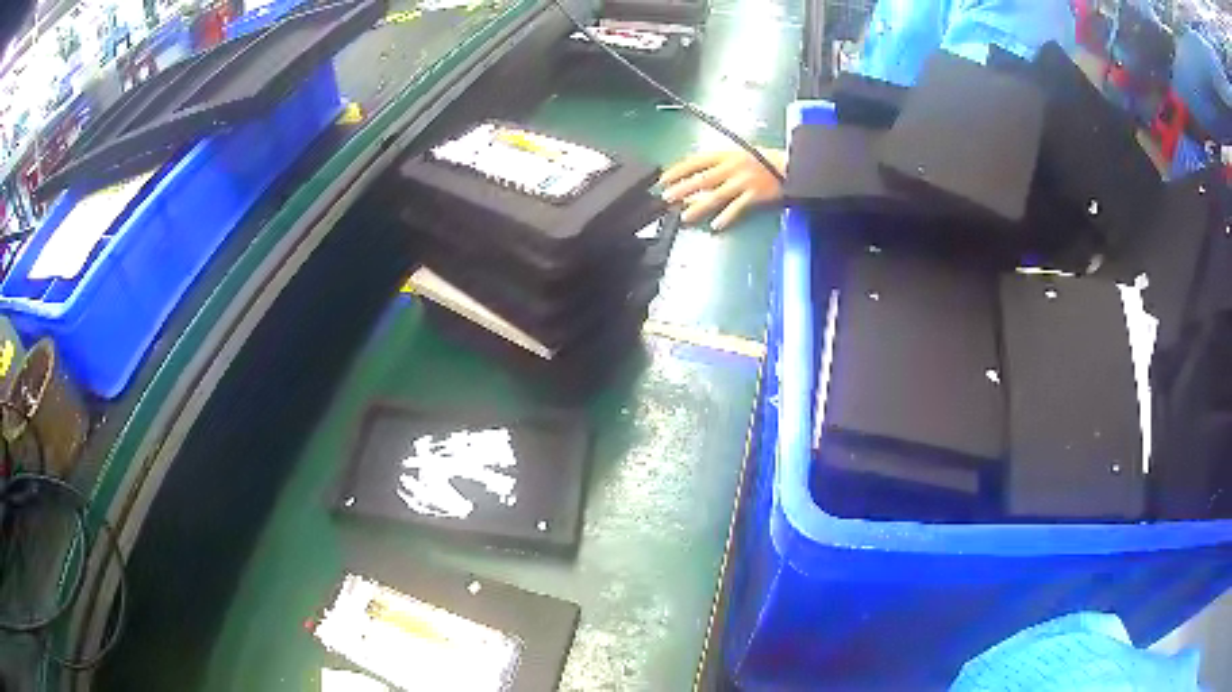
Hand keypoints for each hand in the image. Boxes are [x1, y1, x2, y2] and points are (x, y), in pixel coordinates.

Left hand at [660, 147, 785, 230]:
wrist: (791, 165)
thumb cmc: (765, 159)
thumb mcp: (740, 152)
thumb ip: (720, 162)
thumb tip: (698, 173)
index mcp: (726, 154)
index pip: (696, 160)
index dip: (678, 169)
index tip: (664, 178)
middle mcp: (732, 166)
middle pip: (703, 178)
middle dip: (682, 188)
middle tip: (667, 197)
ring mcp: (743, 181)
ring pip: (716, 195)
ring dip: (699, 206)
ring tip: (685, 216)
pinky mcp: (755, 194)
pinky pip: (737, 207)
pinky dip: (727, 216)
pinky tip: (716, 225)